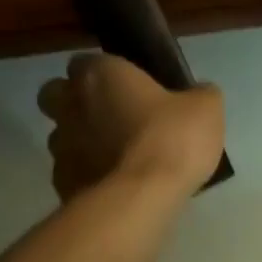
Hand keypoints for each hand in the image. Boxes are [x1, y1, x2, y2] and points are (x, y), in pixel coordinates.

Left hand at [37, 54, 224, 201]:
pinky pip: (71, 171)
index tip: (127, 85)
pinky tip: (115, 185)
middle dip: (74, 101)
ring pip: (61, 134)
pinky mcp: (60, 184)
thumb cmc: (170, 138)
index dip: (103, 72)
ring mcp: (61, 146)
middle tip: (110, 115)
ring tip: (116, 155)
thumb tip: (198, 93)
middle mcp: (71, 104)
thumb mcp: (205, 108)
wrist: (140, 199)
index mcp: (100, 75)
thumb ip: (198, 94)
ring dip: (81, 139)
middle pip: (56, 94)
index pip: (84, 61)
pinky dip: (87, 174)